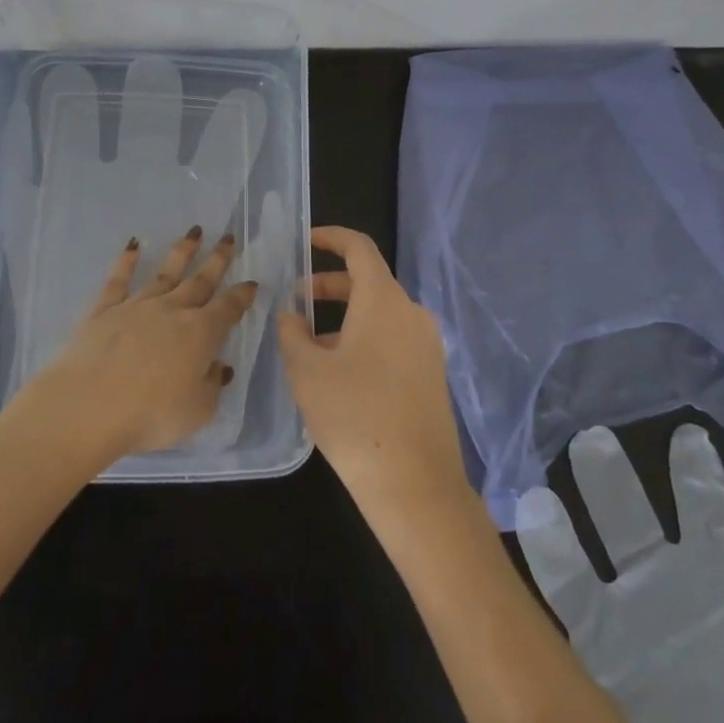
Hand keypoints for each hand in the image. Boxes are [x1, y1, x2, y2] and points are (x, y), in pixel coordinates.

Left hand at [23, 228, 256, 467]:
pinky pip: (119, 280)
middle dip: (217, 260)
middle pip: (200, 281)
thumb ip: (212, 386)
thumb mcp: (197, 411)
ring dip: (181, 252)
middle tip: (228, 238)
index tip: (252, 282)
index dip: (242, 295)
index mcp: (201, 334)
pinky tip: (133, 244)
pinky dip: (126, 261)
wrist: (89, 406)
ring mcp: (137, 306)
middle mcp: (172, 311)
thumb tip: (219, 366)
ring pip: (165, 273)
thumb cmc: (150, 414)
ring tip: (194, 232)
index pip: (228, 308)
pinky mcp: (104, 310)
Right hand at [275, 227, 468, 517]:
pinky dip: (364, 337)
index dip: (331, 237)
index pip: (359, 248)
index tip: (305, 241)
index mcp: (384, 300)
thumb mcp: (307, 372)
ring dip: (344, 316)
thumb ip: (292, 333)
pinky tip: (340, 372)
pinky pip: (394, 338)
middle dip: (329, 283)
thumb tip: (291, 314)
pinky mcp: (432, 372)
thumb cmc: (354, 417)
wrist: (416, 486)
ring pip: (380, 312)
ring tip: (310, 343)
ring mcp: (427, 344)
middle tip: (296, 298)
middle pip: (369, 281)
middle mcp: (411, 312)